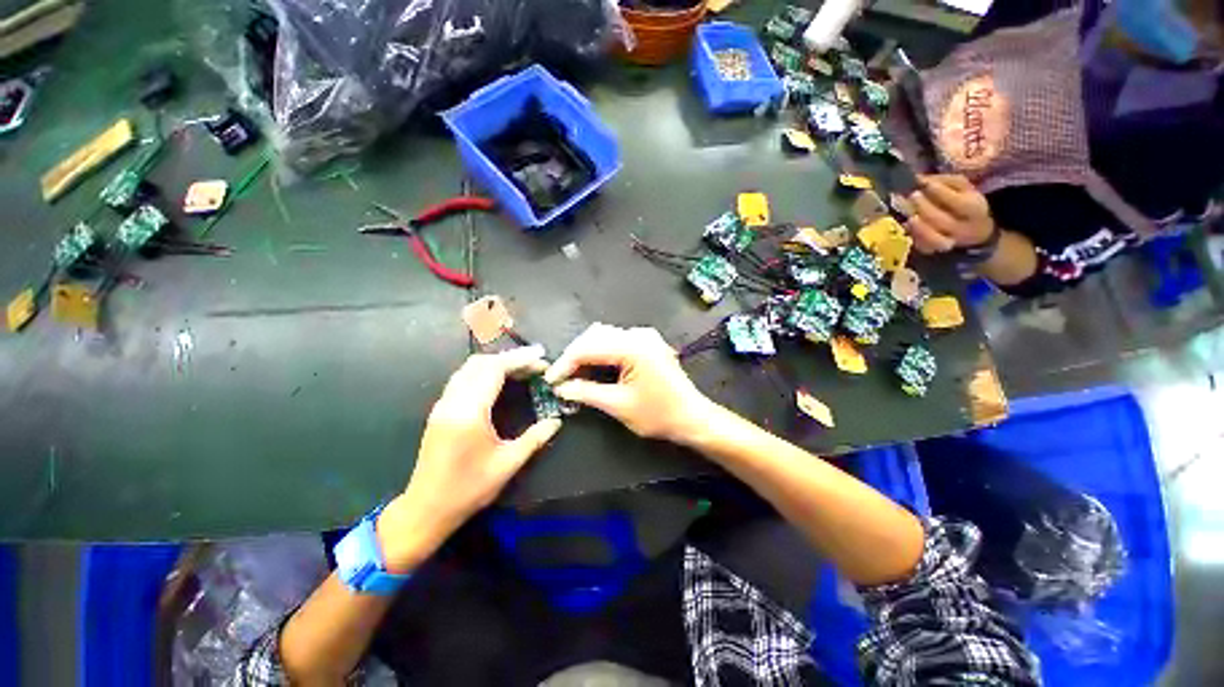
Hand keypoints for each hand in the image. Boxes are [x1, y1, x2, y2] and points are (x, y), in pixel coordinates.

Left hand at [379, 346, 561, 570]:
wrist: (426, 509)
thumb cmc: (468, 489)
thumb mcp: (507, 465)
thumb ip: (534, 439)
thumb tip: (556, 421)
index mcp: (469, 413)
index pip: (494, 370)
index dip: (519, 360)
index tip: (541, 359)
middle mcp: (452, 402)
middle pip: (480, 363)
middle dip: (509, 358)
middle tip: (535, 363)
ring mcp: (443, 405)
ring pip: (468, 368)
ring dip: (495, 363)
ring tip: (521, 369)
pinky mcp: (440, 411)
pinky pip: (462, 378)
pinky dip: (483, 372)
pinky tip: (499, 381)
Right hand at [544, 323, 714, 442]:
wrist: (692, 417)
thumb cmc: (659, 414)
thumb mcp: (618, 405)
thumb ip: (586, 393)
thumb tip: (562, 388)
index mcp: (633, 347)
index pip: (588, 348)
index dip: (565, 363)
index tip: (551, 380)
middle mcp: (639, 335)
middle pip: (594, 336)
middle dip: (575, 356)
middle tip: (562, 379)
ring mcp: (645, 337)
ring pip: (604, 336)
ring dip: (587, 353)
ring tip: (575, 375)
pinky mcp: (647, 343)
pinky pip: (617, 341)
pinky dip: (602, 353)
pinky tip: (595, 368)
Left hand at [901, 174, 994, 253]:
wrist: (975, 232)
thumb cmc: (966, 204)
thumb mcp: (964, 188)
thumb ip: (945, 181)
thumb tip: (919, 177)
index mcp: (975, 208)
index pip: (958, 202)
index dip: (939, 192)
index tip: (923, 183)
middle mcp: (963, 227)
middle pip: (942, 220)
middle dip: (924, 207)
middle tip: (911, 196)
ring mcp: (949, 241)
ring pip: (933, 238)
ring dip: (918, 226)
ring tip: (909, 215)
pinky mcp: (935, 250)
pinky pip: (923, 246)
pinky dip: (914, 236)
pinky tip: (907, 226)